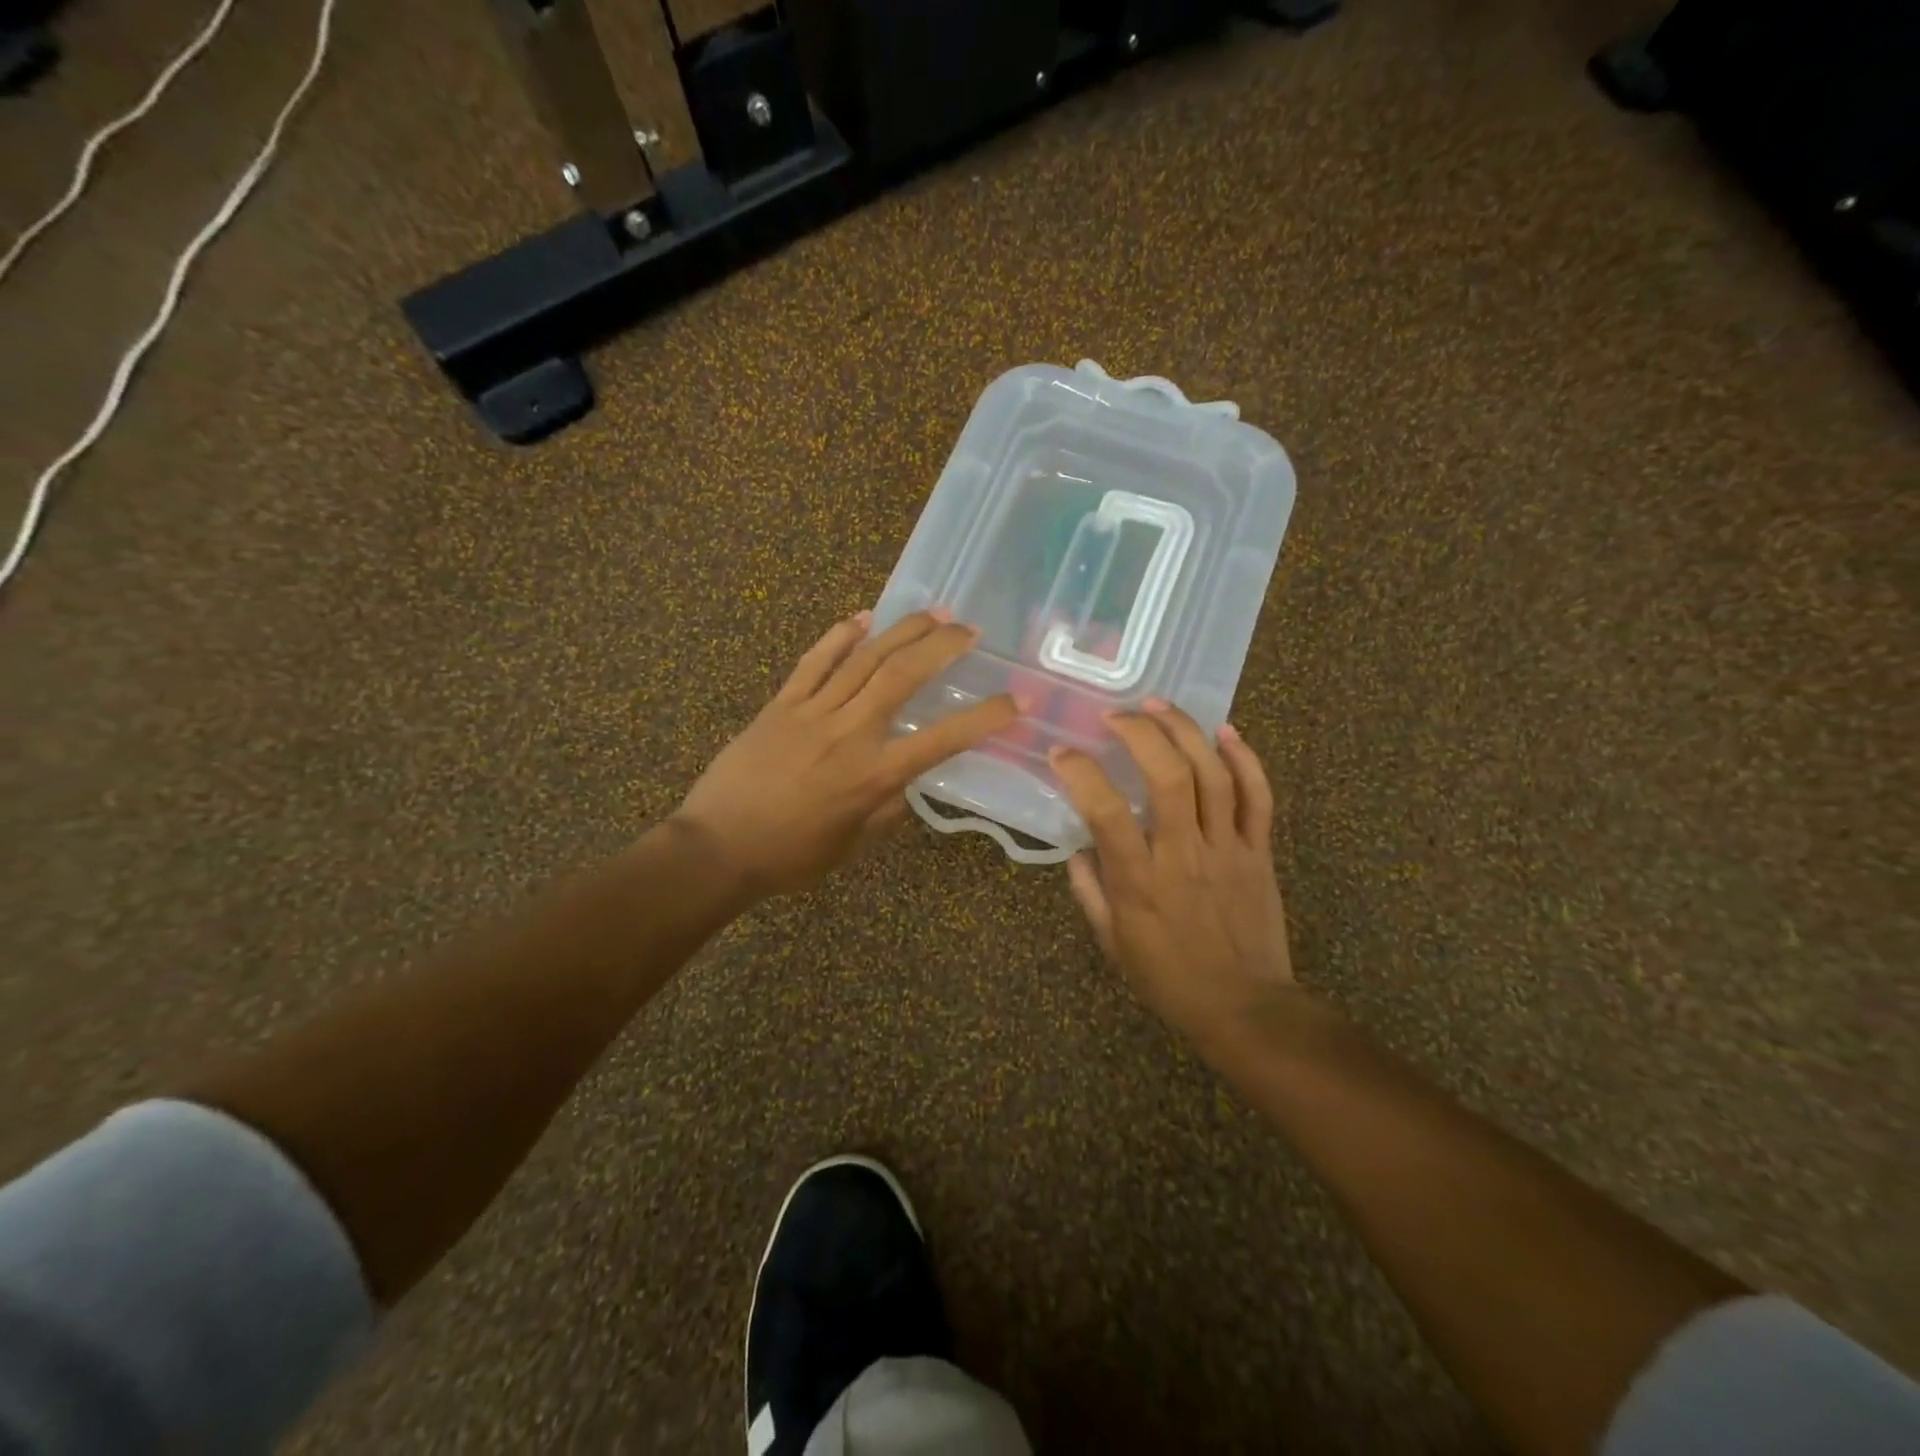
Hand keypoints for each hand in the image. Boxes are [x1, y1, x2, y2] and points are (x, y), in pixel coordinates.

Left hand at [673, 609, 1018, 897]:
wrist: (717, 847)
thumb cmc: (790, 856)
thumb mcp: (853, 845)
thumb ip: (887, 810)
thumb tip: (906, 783)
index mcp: (873, 776)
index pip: (942, 739)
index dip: (984, 717)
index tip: (1016, 699)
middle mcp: (850, 734)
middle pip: (902, 676)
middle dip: (942, 647)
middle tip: (969, 630)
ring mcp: (812, 712)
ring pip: (863, 659)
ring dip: (901, 631)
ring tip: (932, 612)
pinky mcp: (780, 704)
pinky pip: (813, 662)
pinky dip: (839, 636)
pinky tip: (862, 618)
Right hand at [1050, 702, 1298, 1052]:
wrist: (1246, 1008)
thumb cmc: (1169, 978)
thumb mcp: (1112, 943)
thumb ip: (1090, 891)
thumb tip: (1079, 848)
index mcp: (1140, 881)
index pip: (1105, 812)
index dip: (1080, 773)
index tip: (1063, 753)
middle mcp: (1183, 854)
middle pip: (1169, 776)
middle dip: (1141, 733)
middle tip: (1118, 715)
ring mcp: (1227, 848)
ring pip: (1213, 775)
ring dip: (1186, 731)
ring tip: (1159, 705)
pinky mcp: (1259, 851)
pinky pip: (1258, 796)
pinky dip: (1245, 758)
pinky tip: (1224, 731)